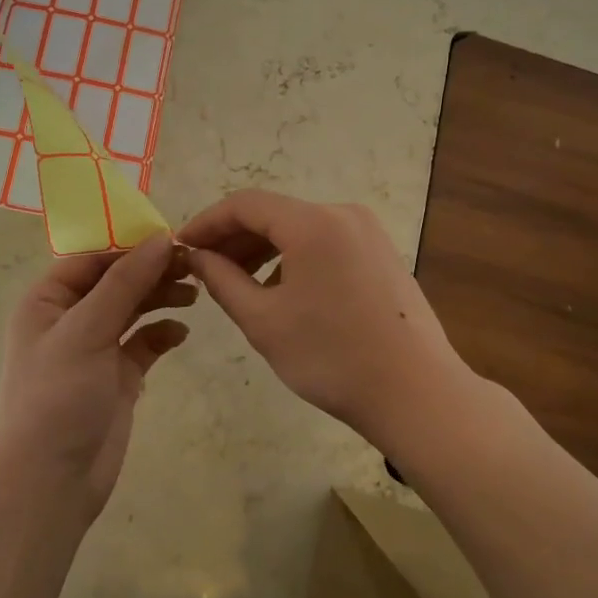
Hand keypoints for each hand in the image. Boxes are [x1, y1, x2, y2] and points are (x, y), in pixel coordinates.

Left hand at [0, 234, 193, 521]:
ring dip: (160, 298)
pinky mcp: (117, 378)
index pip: (92, 258)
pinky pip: (143, 344)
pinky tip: (180, 333)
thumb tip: (160, 238)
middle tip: (194, 267)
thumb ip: (125, 283)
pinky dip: (162, 334)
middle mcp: (69, 320)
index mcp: (47, 301)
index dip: (130, 246)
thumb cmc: (57, 396)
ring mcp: (94, 350)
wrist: (51, 482)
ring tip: (194, 294)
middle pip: (116, 281)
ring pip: (132, 310)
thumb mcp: (87, 331)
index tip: (173, 239)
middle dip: (151, 271)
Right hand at [180, 190, 473, 446]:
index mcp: (313, 223)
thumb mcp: (264, 320)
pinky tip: (281, 291)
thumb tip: (197, 256)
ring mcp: (368, 233)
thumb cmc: (332, 357)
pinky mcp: (382, 254)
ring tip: (236, 283)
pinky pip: (325, 243)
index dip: (207, 222)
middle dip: (234, 238)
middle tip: (203, 269)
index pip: (245, 204)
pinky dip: (294, 258)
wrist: (416, 392)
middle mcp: (343, 214)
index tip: (181, 246)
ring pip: (300, 229)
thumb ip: (222, 280)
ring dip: (263, 249)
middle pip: (274, 213)